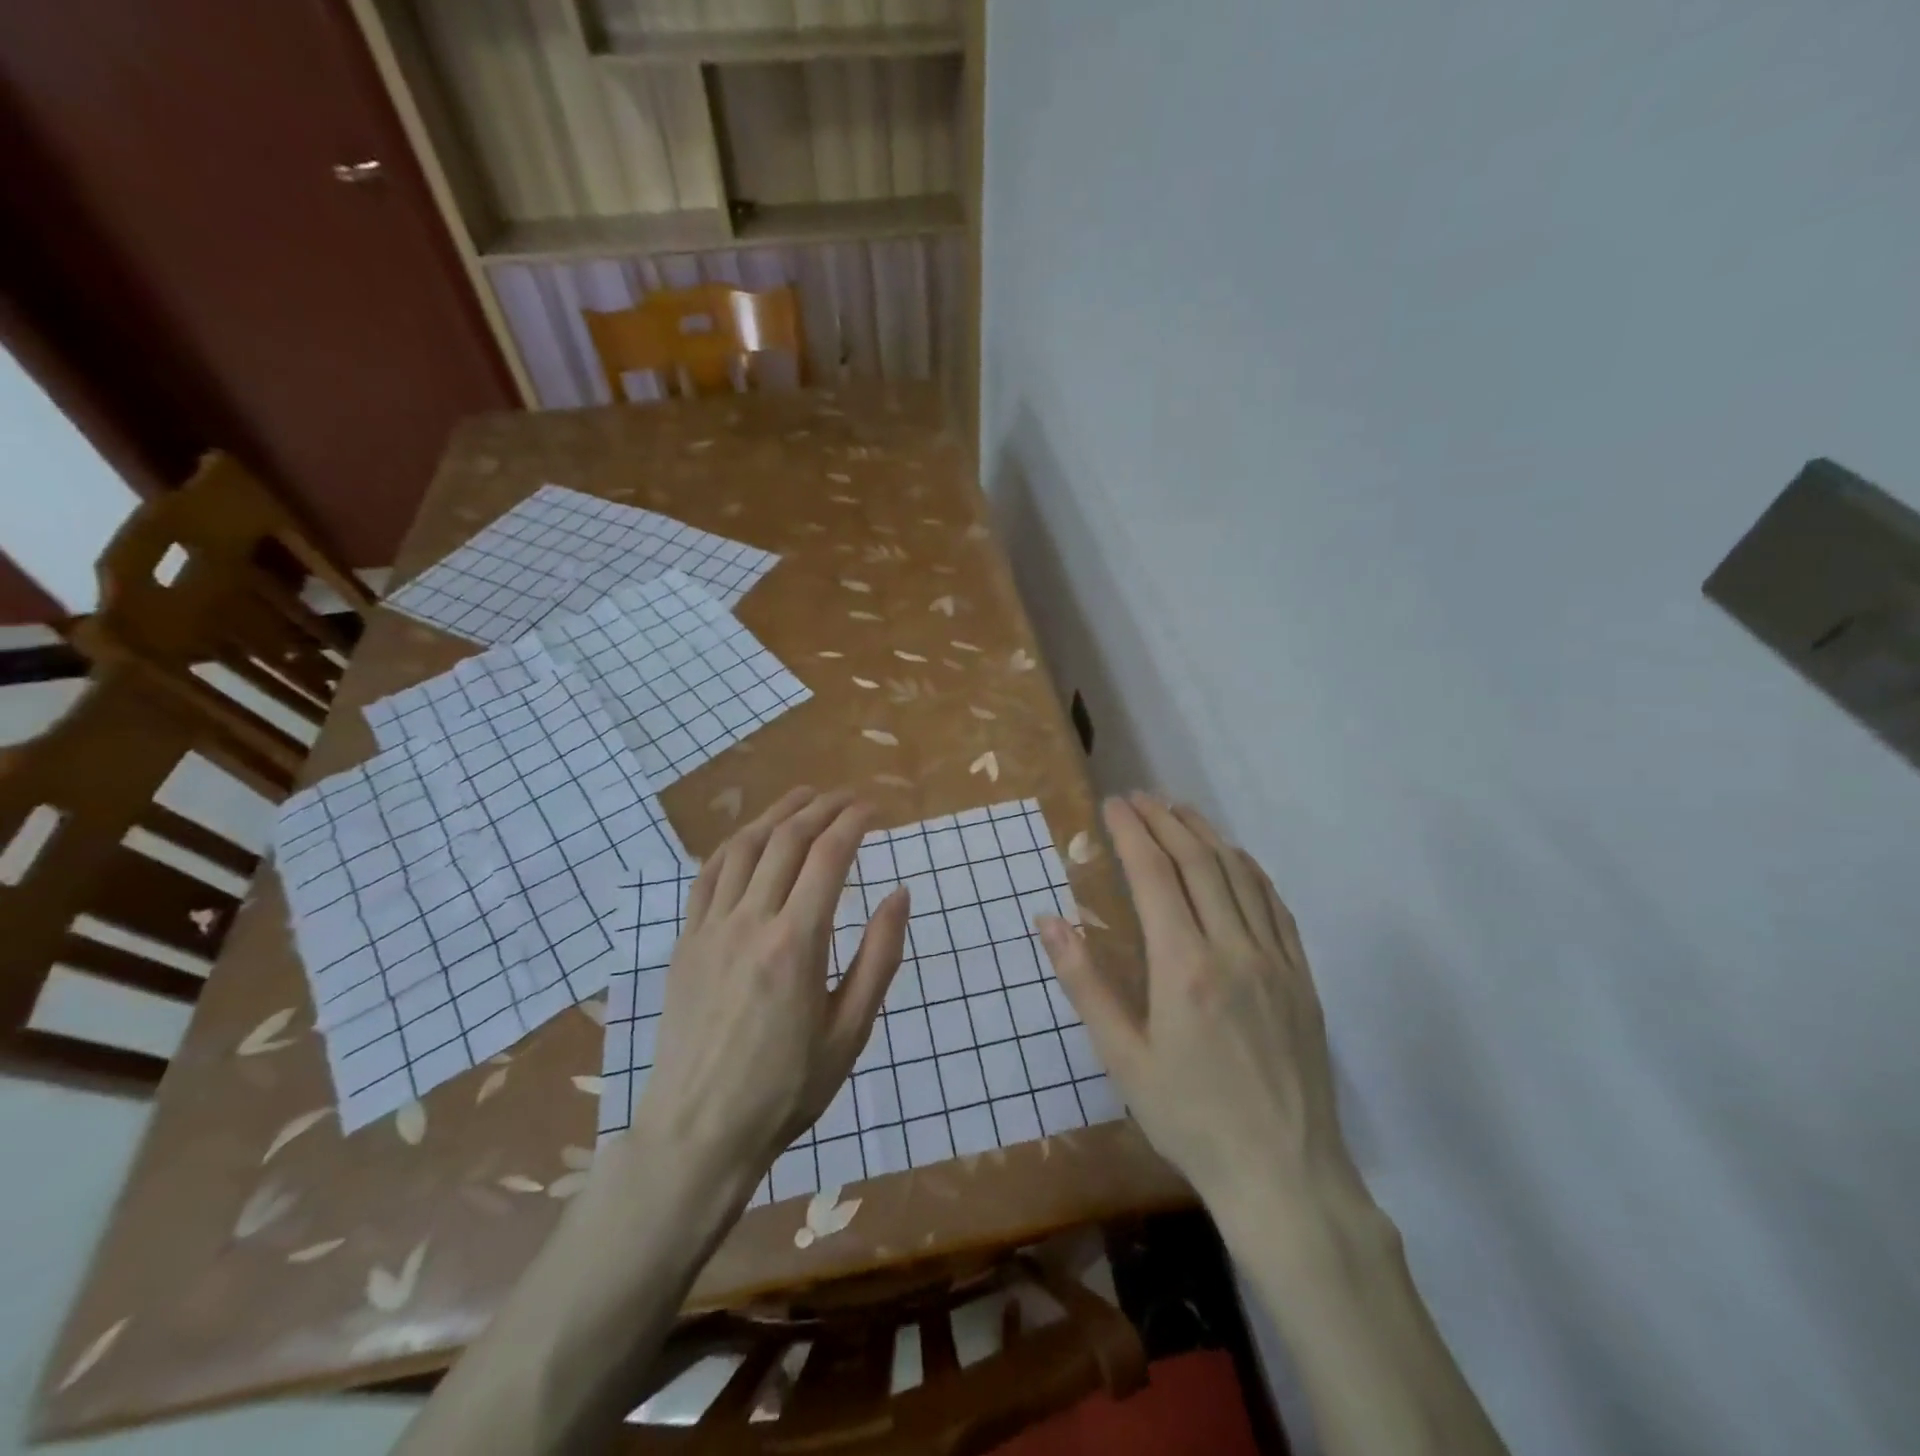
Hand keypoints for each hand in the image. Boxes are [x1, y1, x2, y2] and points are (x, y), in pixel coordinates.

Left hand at [632, 786, 909, 1177]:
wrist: (699, 1131)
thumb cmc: (786, 1088)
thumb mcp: (850, 1031)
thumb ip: (880, 957)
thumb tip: (900, 893)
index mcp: (796, 943)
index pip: (829, 856)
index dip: (854, 822)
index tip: (874, 809)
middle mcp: (750, 921)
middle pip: (787, 840)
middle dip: (822, 807)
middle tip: (847, 796)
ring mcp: (710, 928)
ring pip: (745, 847)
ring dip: (777, 813)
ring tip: (803, 797)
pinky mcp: (685, 941)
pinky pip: (707, 875)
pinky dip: (734, 844)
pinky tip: (750, 837)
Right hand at [1036, 793, 1365, 1229]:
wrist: (1284, 1174)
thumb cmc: (1190, 1118)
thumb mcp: (1122, 1058)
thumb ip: (1085, 983)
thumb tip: (1049, 921)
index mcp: (1184, 966)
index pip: (1154, 875)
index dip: (1131, 832)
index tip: (1112, 804)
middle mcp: (1233, 948)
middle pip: (1198, 862)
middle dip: (1164, 820)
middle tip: (1138, 796)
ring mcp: (1275, 959)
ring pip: (1240, 874)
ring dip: (1206, 834)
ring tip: (1178, 810)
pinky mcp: (1302, 976)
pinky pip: (1275, 905)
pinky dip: (1249, 869)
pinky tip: (1234, 859)